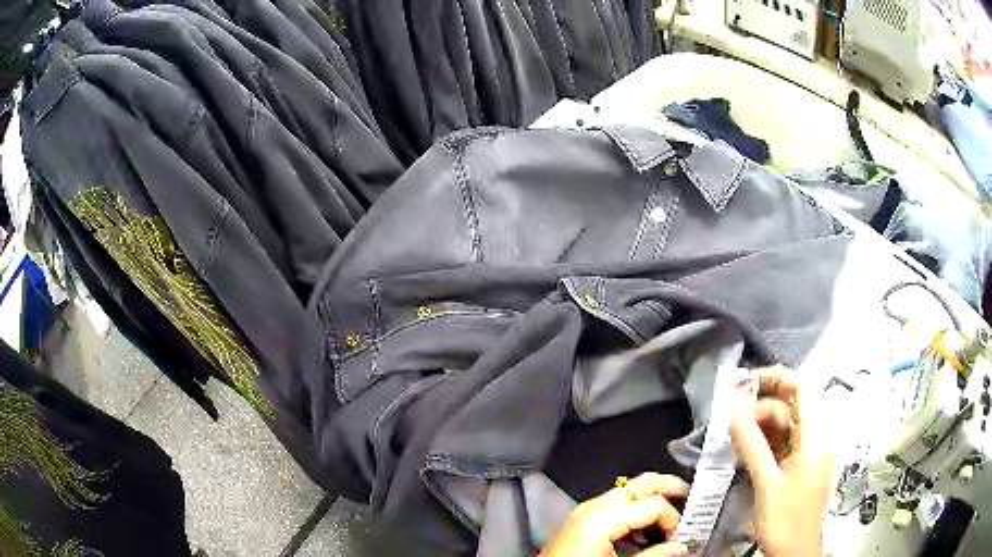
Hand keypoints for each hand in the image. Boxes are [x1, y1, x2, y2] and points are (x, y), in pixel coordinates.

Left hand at [540, 473, 690, 556]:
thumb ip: (653, 555)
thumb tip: (680, 547)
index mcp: (604, 516)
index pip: (654, 504)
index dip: (673, 519)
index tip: (679, 538)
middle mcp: (594, 507)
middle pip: (641, 483)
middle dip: (667, 487)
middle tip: (687, 497)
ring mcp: (584, 512)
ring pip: (627, 493)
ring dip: (650, 502)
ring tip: (665, 521)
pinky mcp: (580, 521)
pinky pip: (613, 507)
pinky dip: (632, 513)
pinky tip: (640, 533)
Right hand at [731, 367, 833, 556]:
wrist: (795, 554)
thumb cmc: (786, 521)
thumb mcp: (767, 484)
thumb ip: (752, 445)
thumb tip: (732, 410)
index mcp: (816, 436)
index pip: (801, 389)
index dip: (774, 378)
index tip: (744, 383)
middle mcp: (816, 437)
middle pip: (789, 407)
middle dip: (759, 410)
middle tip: (730, 424)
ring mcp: (809, 451)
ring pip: (783, 426)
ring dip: (758, 429)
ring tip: (734, 443)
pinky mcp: (800, 464)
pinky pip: (781, 443)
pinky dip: (763, 444)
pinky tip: (744, 455)